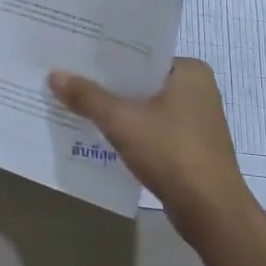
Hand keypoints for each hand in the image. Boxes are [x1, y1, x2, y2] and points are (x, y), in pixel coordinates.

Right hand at [49, 59, 247, 215]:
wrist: (211, 212)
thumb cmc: (171, 153)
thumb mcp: (122, 122)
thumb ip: (88, 97)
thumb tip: (54, 75)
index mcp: (189, 71)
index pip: (140, 53)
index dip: (106, 55)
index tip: (75, 53)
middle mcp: (197, 89)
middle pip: (140, 79)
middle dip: (107, 82)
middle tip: (68, 75)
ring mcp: (196, 119)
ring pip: (145, 104)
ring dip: (116, 107)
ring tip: (76, 101)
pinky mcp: (190, 145)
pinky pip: (151, 126)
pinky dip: (129, 128)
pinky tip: (100, 131)